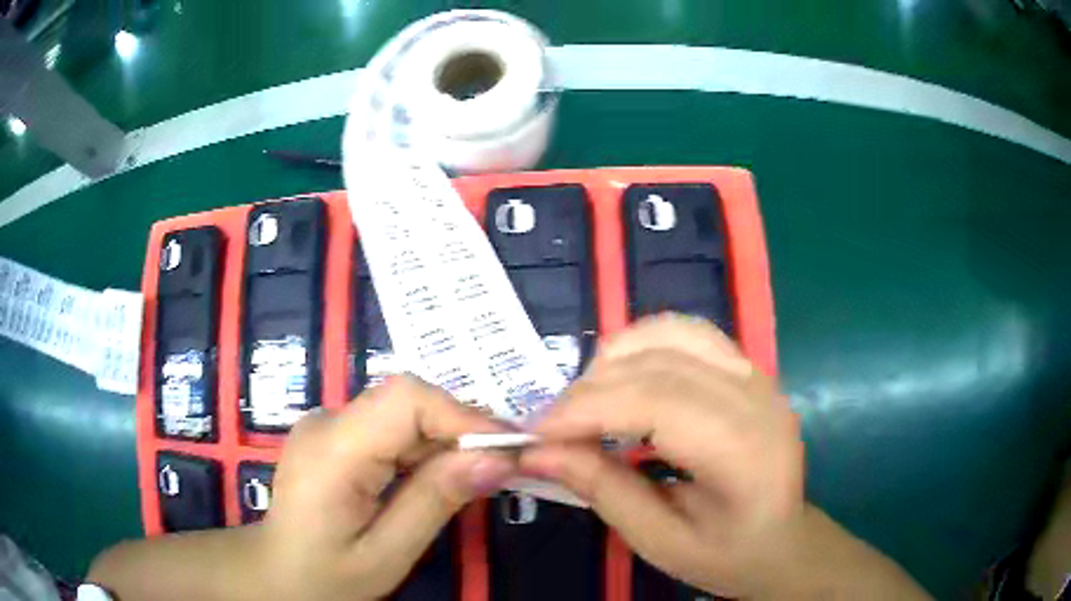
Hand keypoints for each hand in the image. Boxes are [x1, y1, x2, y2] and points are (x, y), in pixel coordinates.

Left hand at [256, 375, 515, 599]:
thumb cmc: (326, 576)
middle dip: (461, 429)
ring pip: (401, 411)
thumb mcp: (387, 553)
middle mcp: (325, 422)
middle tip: (504, 465)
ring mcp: (326, 424)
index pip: (405, 400)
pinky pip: (389, 427)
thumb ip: (435, 501)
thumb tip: (497, 459)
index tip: (510, 447)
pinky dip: (423, 447)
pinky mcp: (333, 434)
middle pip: (406, 401)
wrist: (275, 573)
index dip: (463, 415)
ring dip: (445, 439)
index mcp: (331, 452)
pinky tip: (438, 477)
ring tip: (478, 474)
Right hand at [522, 314, 801, 597]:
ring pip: (672, 335)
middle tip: (549, 427)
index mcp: (744, 452)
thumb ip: (601, 490)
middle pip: (659, 365)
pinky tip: (622, 377)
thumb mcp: (660, 541)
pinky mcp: (747, 368)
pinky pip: (687, 334)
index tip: (535, 433)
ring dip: (614, 361)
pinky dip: (642, 346)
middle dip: (590, 390)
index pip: (657, 403)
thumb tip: (536, 451)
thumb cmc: (727, 554)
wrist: (783, 540)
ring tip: (584, 403)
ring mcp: (756, 375)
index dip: (587, 409)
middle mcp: (756, 399)